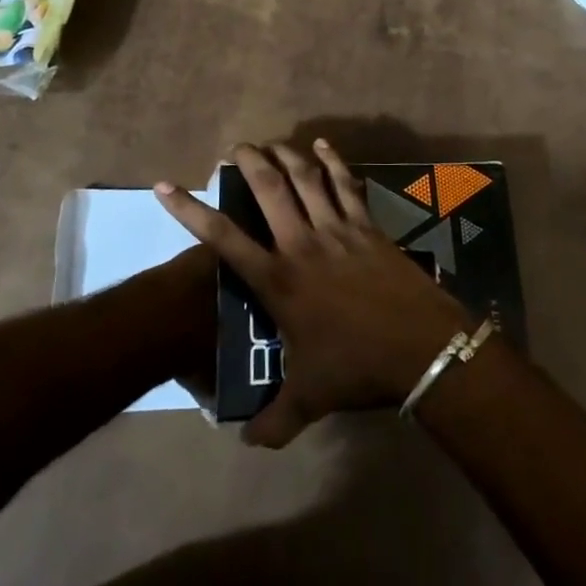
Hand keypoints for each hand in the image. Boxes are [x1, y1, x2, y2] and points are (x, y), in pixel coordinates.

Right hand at [156, 140, 469, 447]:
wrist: (419, 347)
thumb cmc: (357, 367)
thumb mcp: (309, 399)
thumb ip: (274, 420)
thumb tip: (246, 443)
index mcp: (278, 280)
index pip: (223, 238)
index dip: (190, 210)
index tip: (165, 186)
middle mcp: (301, 244)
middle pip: (269, 190)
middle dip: (248, 163)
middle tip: (235, 147)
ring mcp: (337, 229)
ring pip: (306, 179)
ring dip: (286, 155)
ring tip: (272, 143)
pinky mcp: (367, 225)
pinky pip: (346, 184)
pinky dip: (333, 161)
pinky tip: (323, 145)